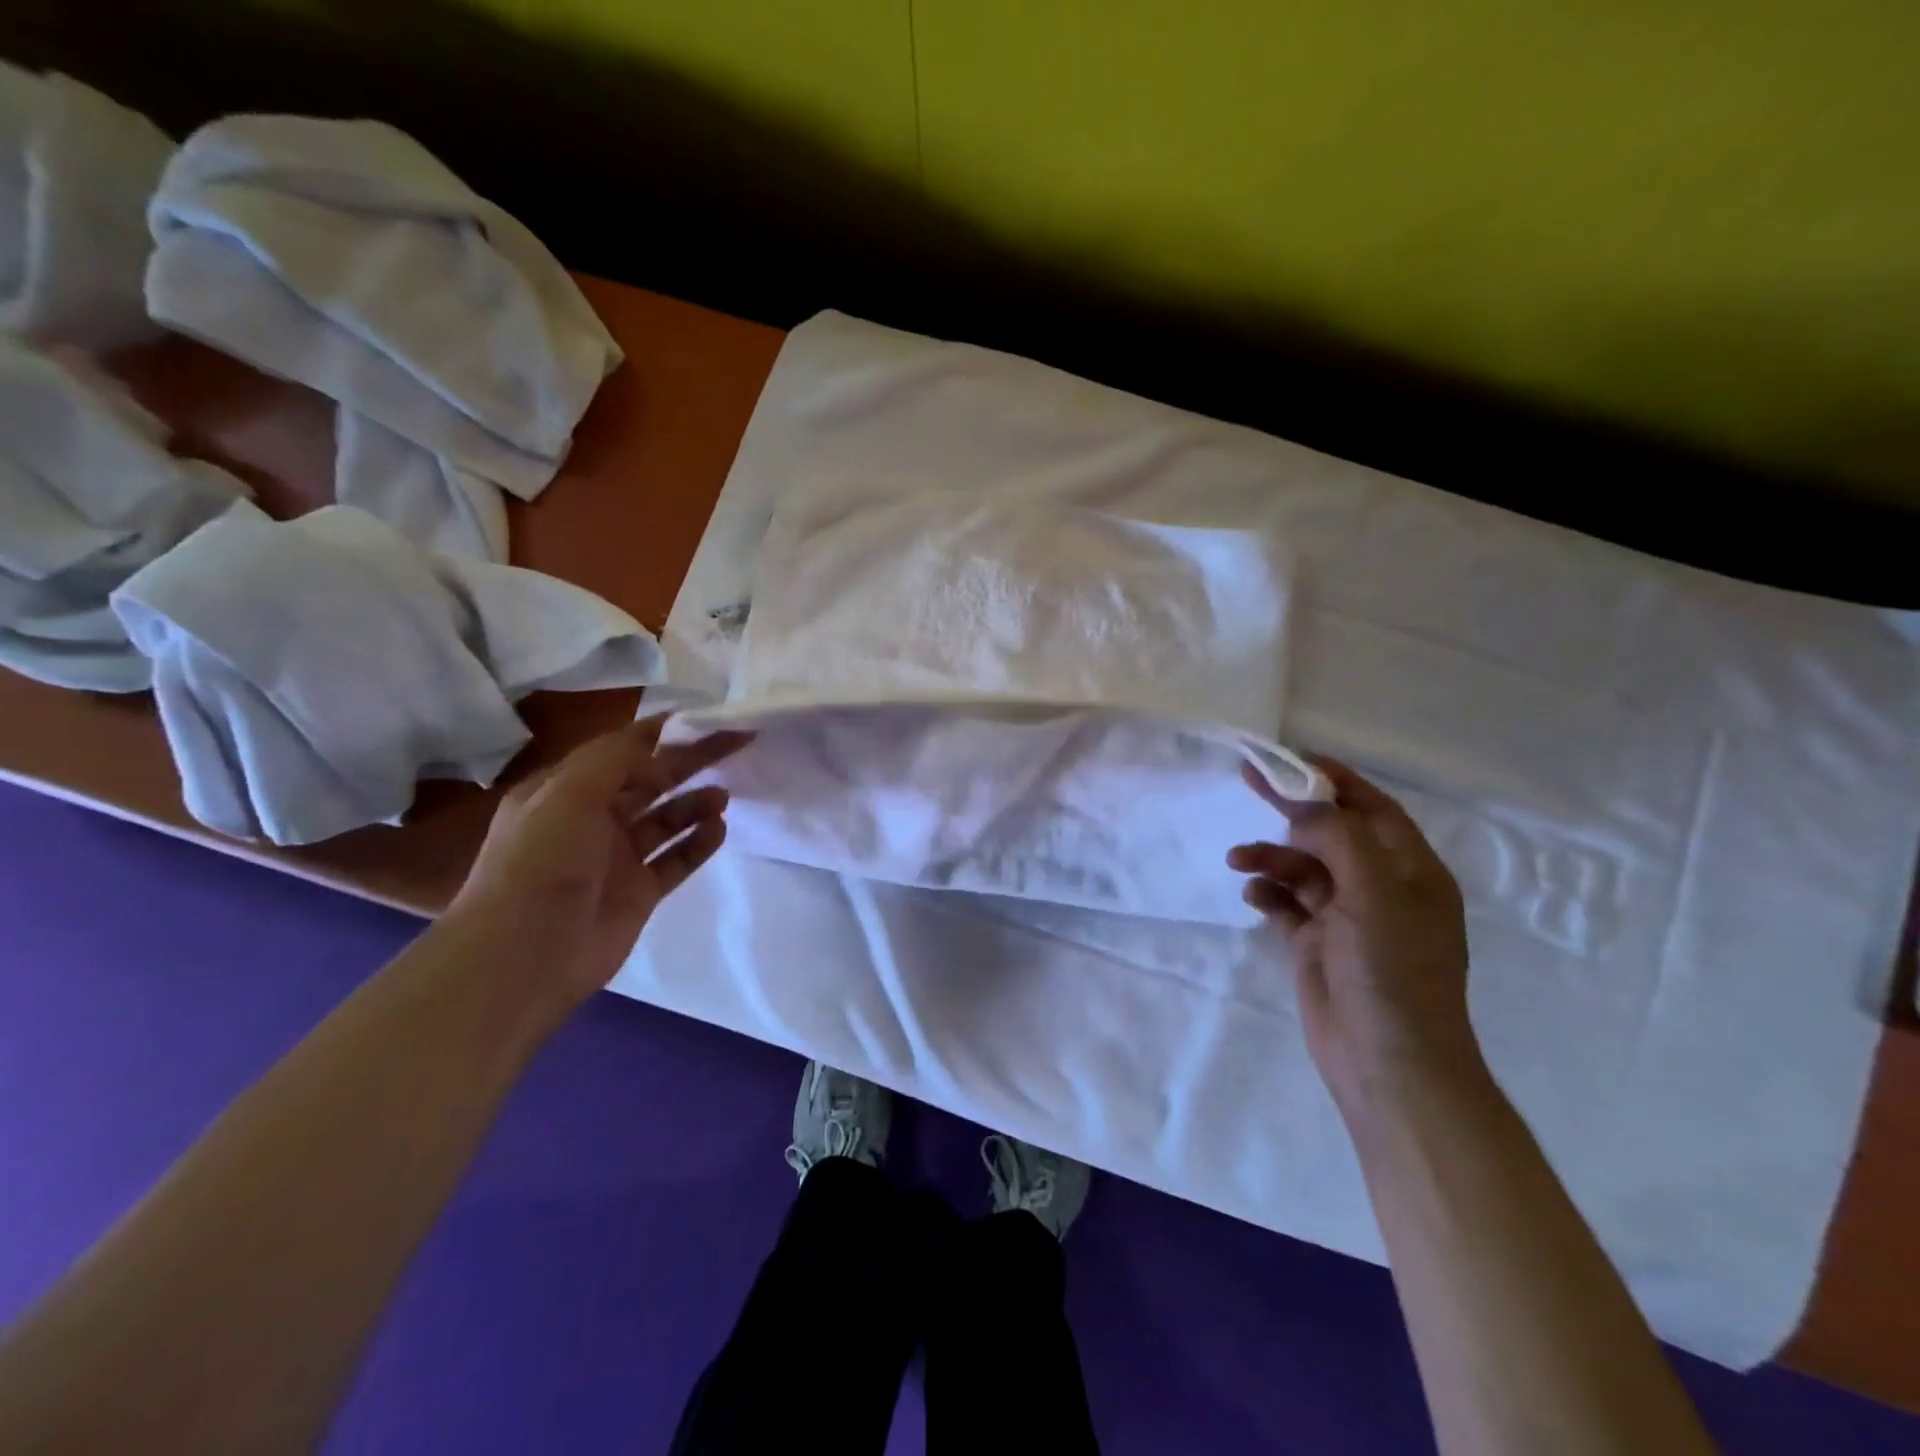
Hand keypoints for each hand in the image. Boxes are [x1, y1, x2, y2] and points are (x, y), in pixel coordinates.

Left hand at [448, 715, 750, 1009]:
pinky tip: (719, 829)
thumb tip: (661, 749)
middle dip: (688, 762)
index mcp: (565, 791)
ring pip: (665, 820)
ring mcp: (617, 859)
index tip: (703, 718)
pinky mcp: (639, 893)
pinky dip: (698, 843)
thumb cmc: (540, 863)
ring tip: (724, 796)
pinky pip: (676, 859)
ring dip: (694, 803)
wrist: (524, 956)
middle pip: (650, 781)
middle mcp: (591, 820)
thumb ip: (617, 759)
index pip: (621, 750)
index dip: (662, 732)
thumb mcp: (568, 794)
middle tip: (734, 745)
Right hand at [1228, 756, 1478, 1112]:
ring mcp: (1347, 917)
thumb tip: (1302, 809)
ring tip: (1239, 861)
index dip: (1332, 778)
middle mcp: (1380, 887)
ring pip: (1302, 867)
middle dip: (1291, 810)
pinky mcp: (1317, 943)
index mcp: (1410, 870)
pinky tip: (1253, 895)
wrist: (1387, 1062)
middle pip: (1330, 832)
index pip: (1370, 807)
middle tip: (1249, 782)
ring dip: (1271, 858)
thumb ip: (1339, 837)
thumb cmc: (1392, 970)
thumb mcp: (1375, 892)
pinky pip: (1287, 903)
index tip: (1287, 759)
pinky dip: (1268, 893)